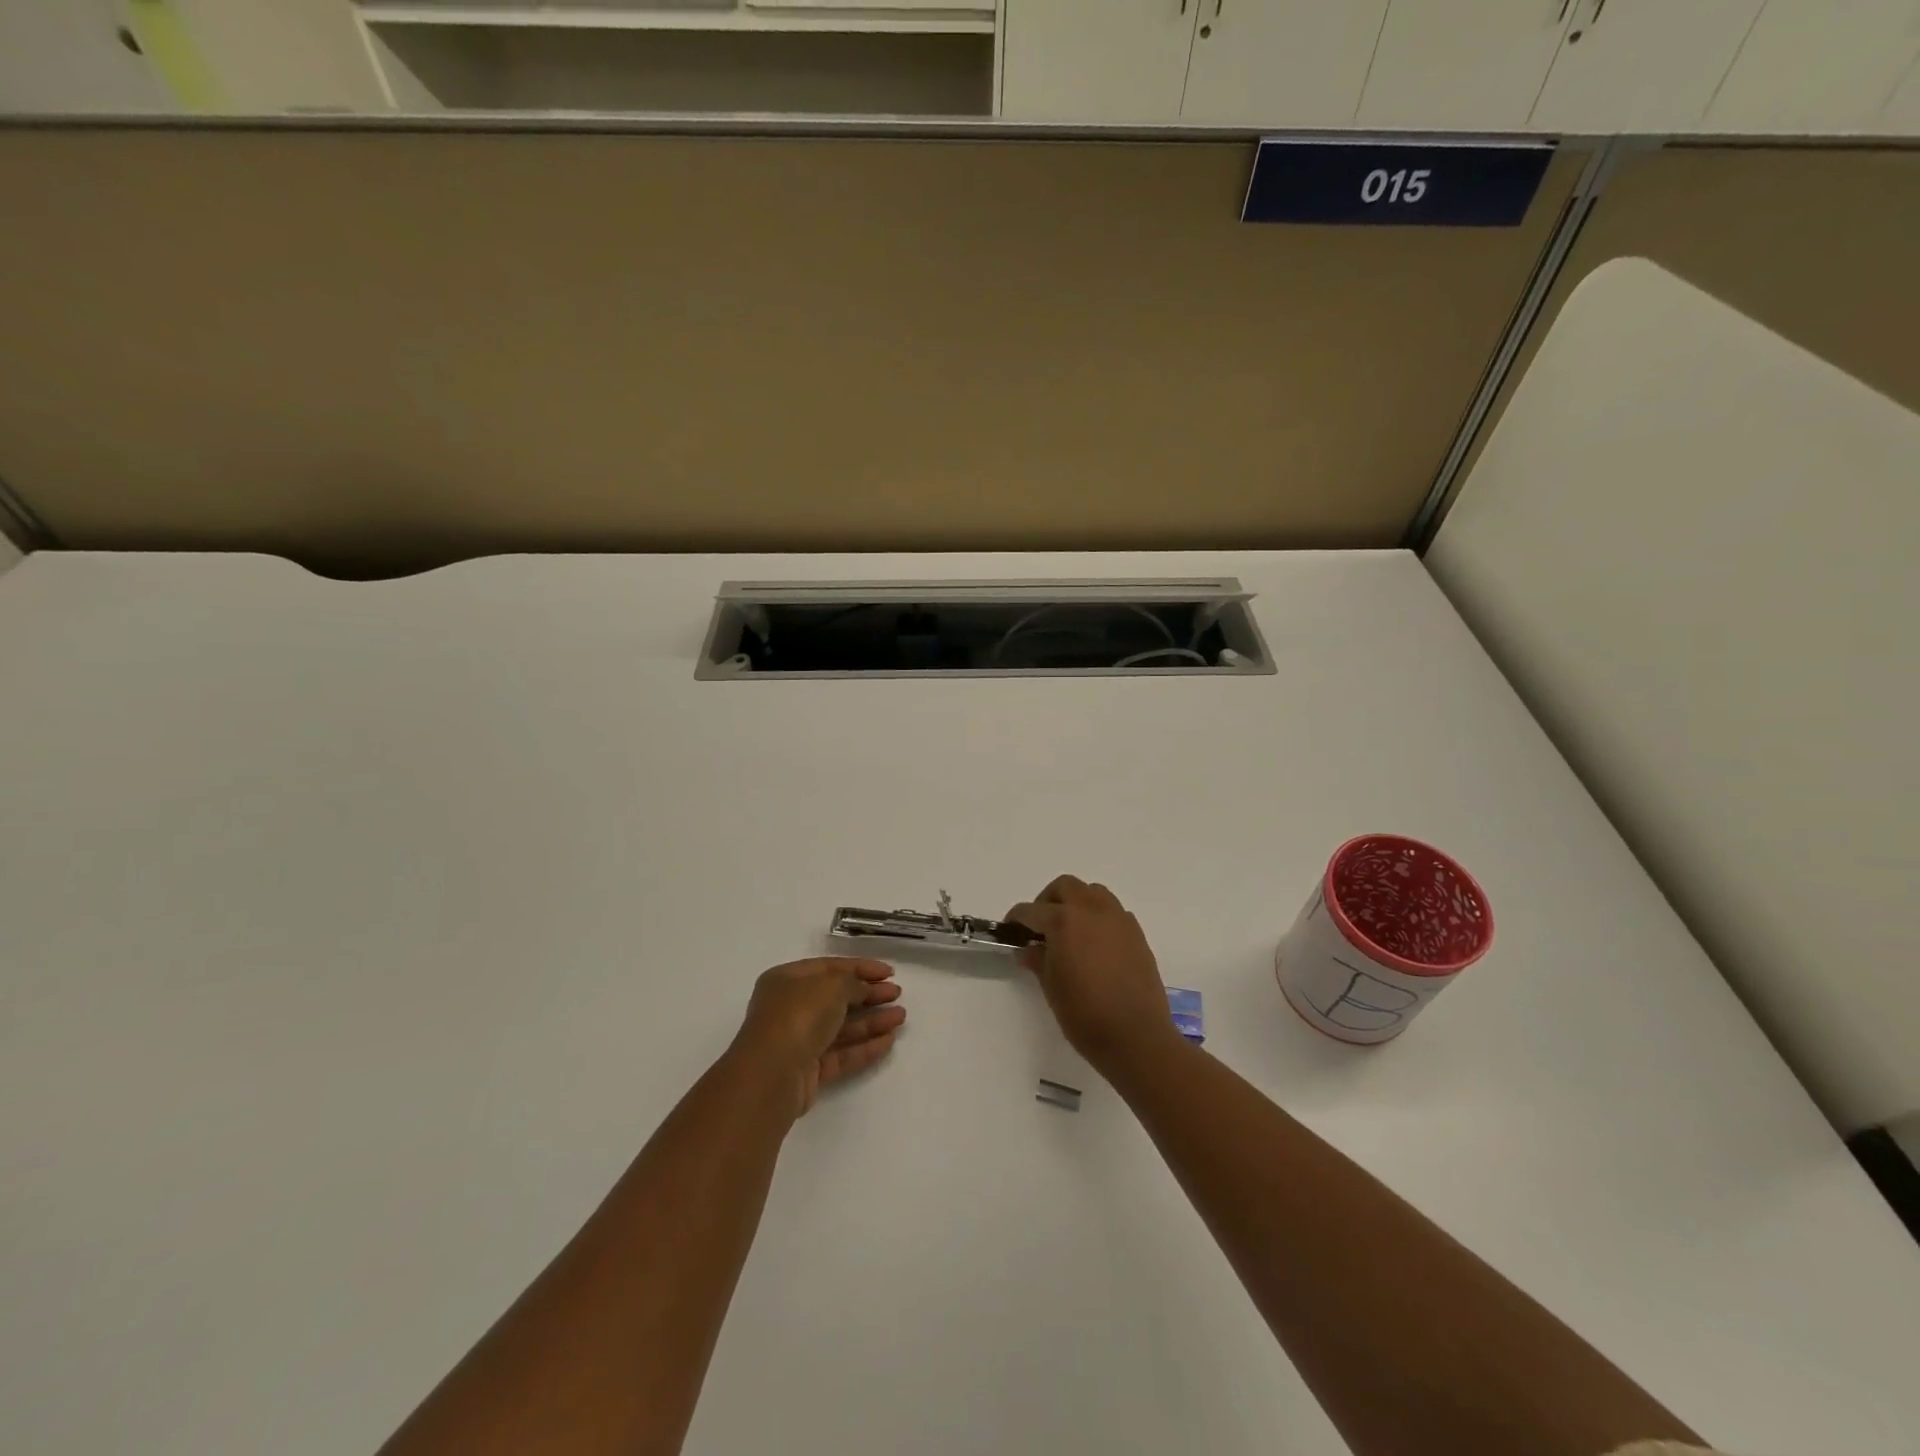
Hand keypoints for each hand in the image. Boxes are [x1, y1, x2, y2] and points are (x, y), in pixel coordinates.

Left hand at [731, 958, 904, 1116]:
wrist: (772, 1074)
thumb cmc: (799, 1015)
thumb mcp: (832, 986)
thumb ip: (854, 983)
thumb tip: (864, 989)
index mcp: (787, 979)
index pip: (830, 967)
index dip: (861, 967)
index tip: (889, 972)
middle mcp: (790, 1008)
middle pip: (836, 998)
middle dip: (869, 995)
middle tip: (897, 994)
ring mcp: (798, 1041)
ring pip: (841, 1027)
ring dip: (872, 1021)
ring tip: (901, 1017)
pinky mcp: (808, 1071)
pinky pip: (840, 1054)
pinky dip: (864, 1047)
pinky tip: (889, 1041)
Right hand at [1006, 876, 1178, 1074]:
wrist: (1137, 1037)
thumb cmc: (1085, 1015)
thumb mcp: (1052, 988)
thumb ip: (1038, 960)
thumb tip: (1029, 949)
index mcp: (1064, 921)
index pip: (1032, 910)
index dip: (1017, 919)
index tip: (1011, 929)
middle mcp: (1092, 911)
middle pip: (1065, 887)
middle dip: (1048, 900)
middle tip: (1041, 926)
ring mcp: (1118, 919)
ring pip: (1093, 893)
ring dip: (1077, 903)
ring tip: (1070, 931)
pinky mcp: (1137, 933)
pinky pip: (1113, 912)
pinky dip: (1099, 918)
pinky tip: (1095, 945)